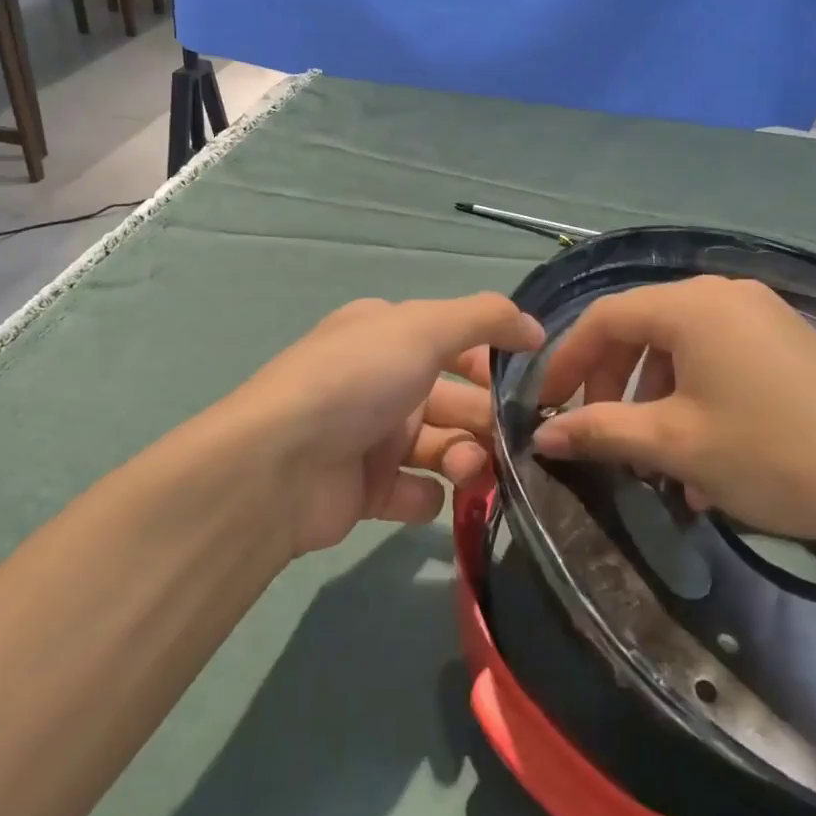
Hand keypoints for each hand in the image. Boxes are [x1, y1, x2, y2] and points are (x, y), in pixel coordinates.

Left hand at [228, 293, 544, 556]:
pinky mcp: (367, 490)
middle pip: (455, 399)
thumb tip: (536, 329)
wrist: (280, 466)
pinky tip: (427, 493)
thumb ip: (485, 319)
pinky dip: (428, 495)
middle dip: (487, 418)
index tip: (534, 382)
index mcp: (387, 336)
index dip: (494, 360)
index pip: (455, 342)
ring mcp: (371, 437)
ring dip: (465, 458)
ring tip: (466, 470)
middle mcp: (380, 381)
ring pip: (442, 446)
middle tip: (511, 440)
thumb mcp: (423, 328)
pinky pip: (416, 492)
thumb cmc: (357, 381)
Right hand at [533, 275, 815, 550]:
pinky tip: (701, 455)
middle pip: (642, 329)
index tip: (546, 406)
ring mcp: (761, 314)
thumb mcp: (673, 444)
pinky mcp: (787, 341)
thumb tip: (542, 436)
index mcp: (691, 304)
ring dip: (653, 398)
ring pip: (680, 348)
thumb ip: (600, 431)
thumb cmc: (770, 454)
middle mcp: (723, 293)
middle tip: (600, 434)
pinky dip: (694, 397)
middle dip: (611, 383)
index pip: (604, 318)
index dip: (567, 361)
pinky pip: (718, 359)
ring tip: (653, 458)